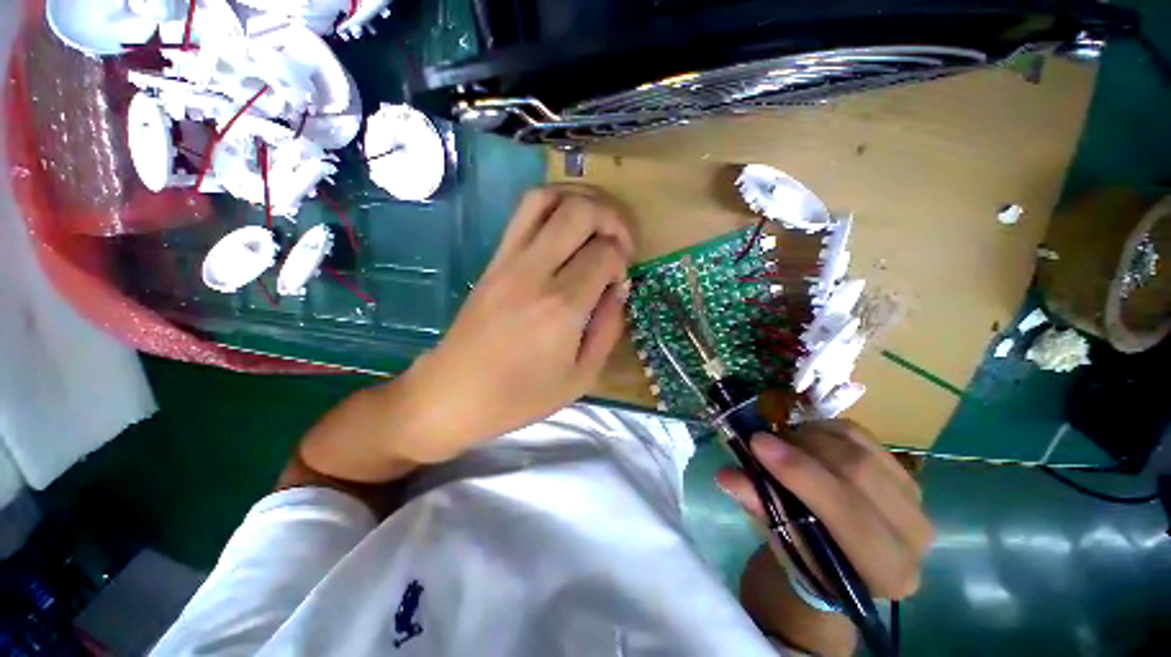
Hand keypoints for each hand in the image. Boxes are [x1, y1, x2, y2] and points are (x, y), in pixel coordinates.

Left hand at [403, 185, 635, 461]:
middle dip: (611, 217)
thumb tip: (619, 289)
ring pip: (546, 197)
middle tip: (620, 242)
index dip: (622, 261)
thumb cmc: (520, 396)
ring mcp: (508, 260)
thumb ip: (608, 328)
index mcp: (562, 306)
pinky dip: (553, 206)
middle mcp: (535, 271)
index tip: (618, 282)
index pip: (605, 253)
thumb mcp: (581, 377)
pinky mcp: (493, 259)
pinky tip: (566, 229)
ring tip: (597, 222)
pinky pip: (523, 213)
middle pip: (580, 210)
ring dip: (581, 199)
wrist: (453, 394)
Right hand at [717, 421, 933, 600]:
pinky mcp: (904, 471)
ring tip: (781, 442)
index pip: (847, 512)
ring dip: (810, 436)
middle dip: (801, 447)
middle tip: (762, 438)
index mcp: (886, 570)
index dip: (799, 473)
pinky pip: (861, 435)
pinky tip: (804, 437)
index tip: (756, 443)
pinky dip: (824, 428)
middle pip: (857, 471)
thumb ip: (757, 505)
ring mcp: (915, 499)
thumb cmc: (806, 557)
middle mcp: (914, 536)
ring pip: (859, 448)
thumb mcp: (779, 539)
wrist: (839, 558)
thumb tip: (726, 474)